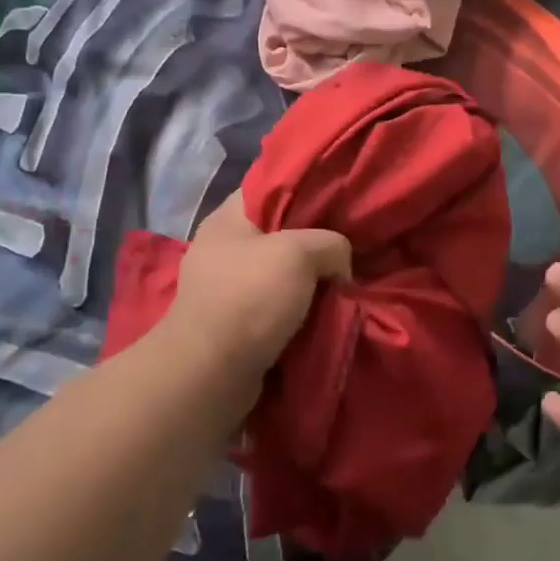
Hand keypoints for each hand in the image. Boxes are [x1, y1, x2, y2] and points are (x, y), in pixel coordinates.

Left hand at [165, 190, 350, 373]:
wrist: (210, 373)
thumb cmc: (250, 297)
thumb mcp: (300, 253)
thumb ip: (331, 243)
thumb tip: (339, 265)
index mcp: (227, 218)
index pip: (270, 187)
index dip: (306, 188)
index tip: (340, 198)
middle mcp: (222, 248)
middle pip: (279, 232)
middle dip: (314, 241)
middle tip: (349, 245)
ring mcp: (225, 288)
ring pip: (280, 273)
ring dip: (309, 281)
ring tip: (343, 281)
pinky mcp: (233, 323)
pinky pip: (275, 306)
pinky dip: (298, 310)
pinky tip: (325, 311)